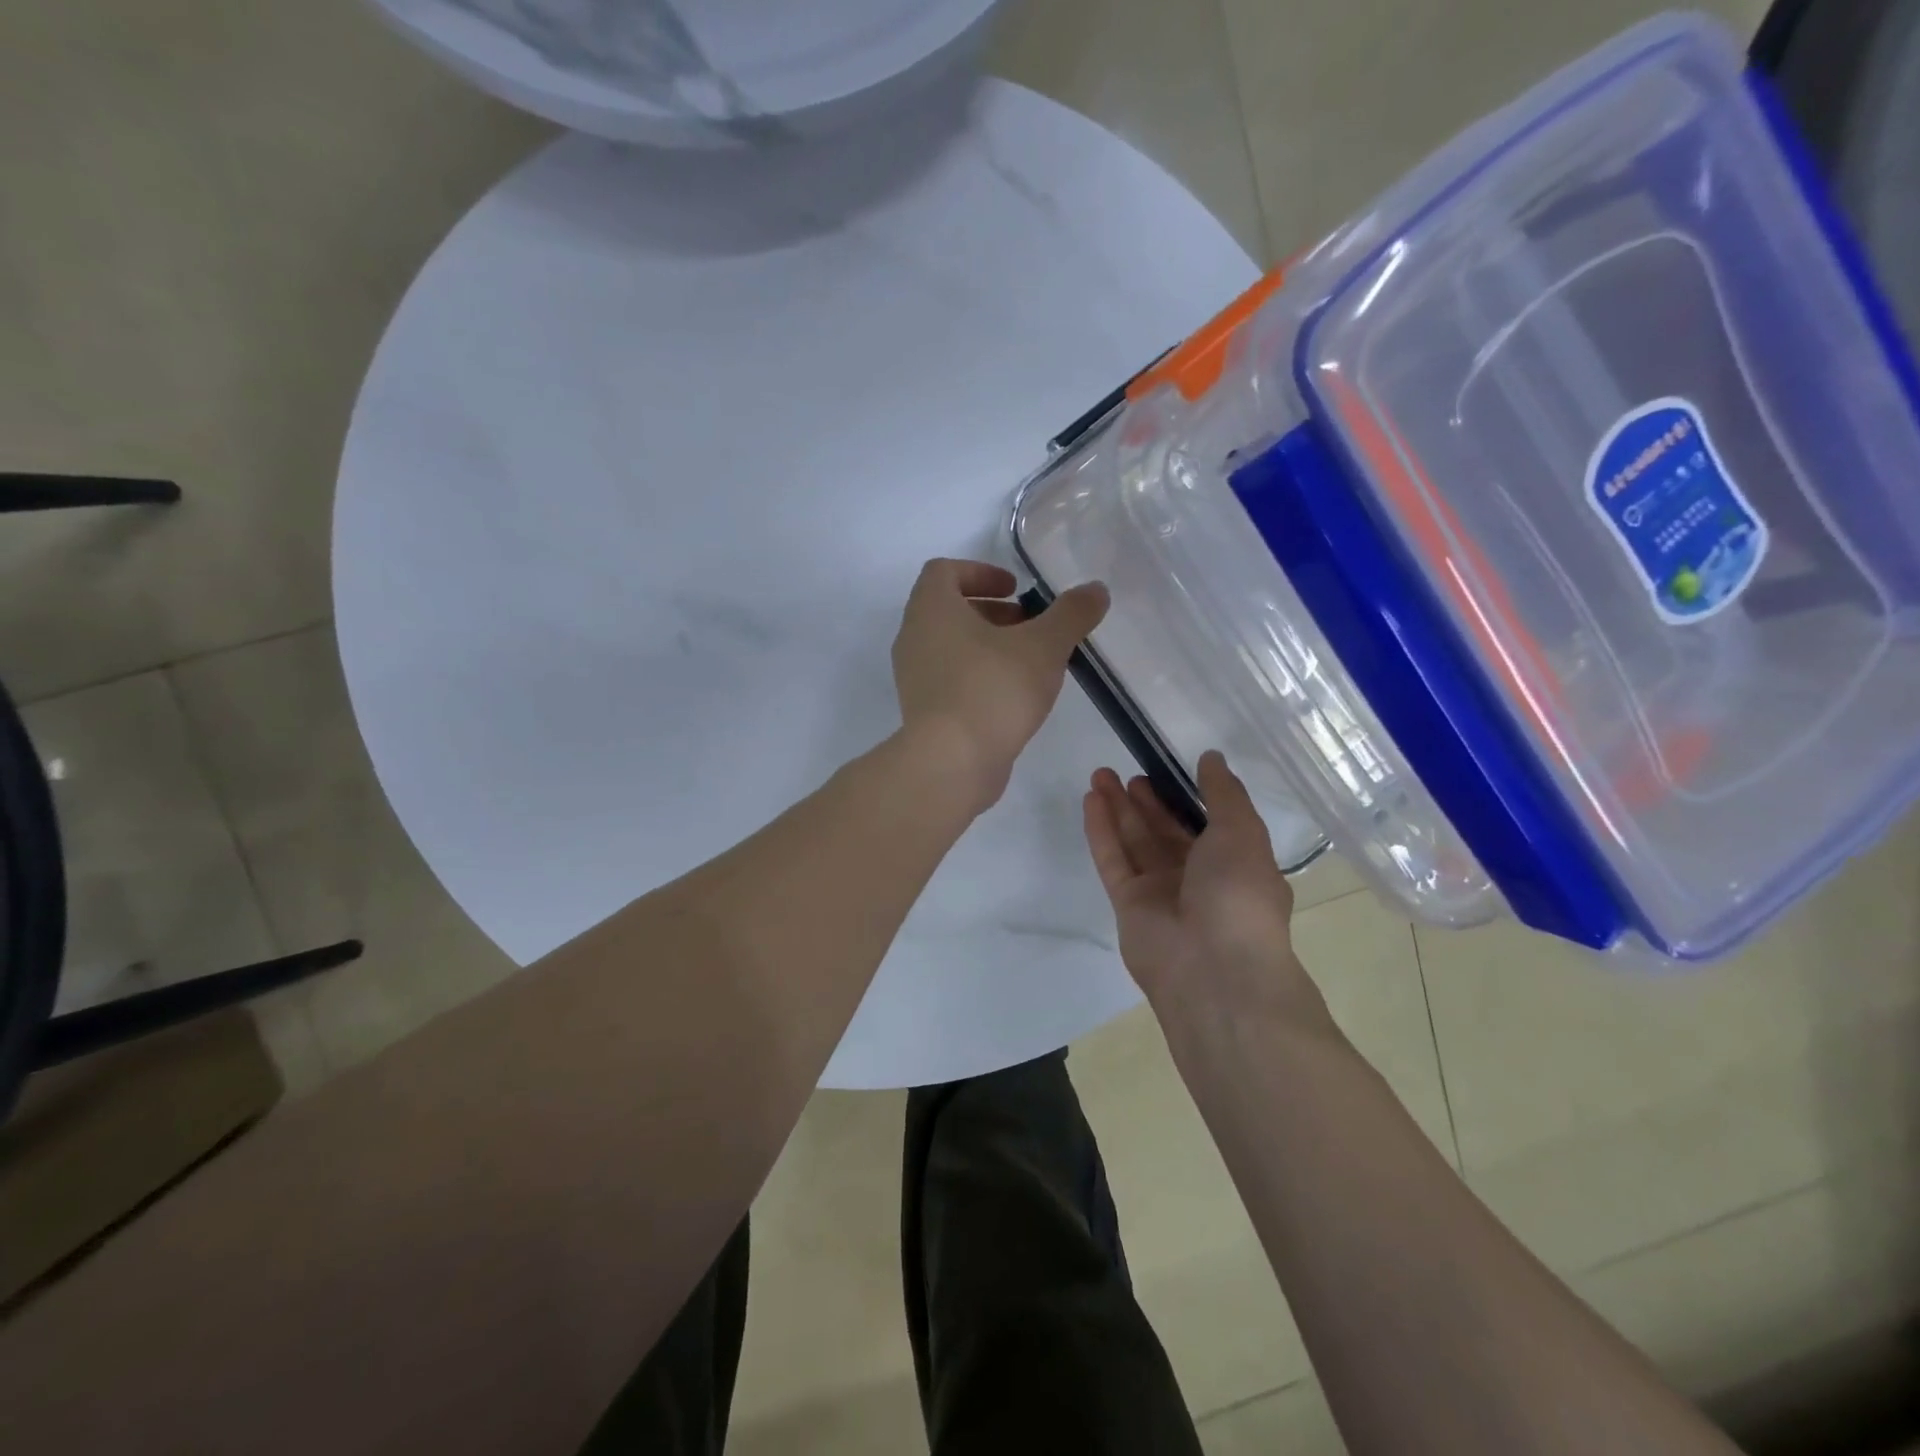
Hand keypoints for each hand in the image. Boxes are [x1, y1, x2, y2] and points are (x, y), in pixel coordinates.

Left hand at [892, 559, 1107, 813]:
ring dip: (987, 645)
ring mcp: (914, 677)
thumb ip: (1071, 614)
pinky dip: (979, 675)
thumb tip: (1096, 590)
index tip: (1016, 589)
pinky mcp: (924, 711)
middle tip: (1030, 625)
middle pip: (948, 609)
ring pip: (951, 647)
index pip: (944, 571)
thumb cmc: (993, 690)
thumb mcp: (1043, 646)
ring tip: (1030, 663)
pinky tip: (1014, 697)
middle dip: (992, 612)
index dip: (981, 572)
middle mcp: (914, 637)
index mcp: (931, 609)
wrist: (952, 763)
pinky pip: (950, 679)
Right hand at [1084, 751, 1321, 1022]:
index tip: (1168, 768)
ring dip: (1119, 808)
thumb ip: (1224, 793)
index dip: (1188, 797)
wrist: (1213, 968)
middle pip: (1166, 832)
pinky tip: (1091, 800)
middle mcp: (1197, 879)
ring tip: (1100, 774)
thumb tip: (1211, 758)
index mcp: (1234, 865)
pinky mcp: (1128, 904)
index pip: (1209, 825)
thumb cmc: (1239, 894)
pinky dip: (1102, 830)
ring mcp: (1160, 893)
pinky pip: (1113, 860)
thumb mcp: (1242, 832)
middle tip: (1127, 772)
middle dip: (1147, 801)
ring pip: (1135, 842)